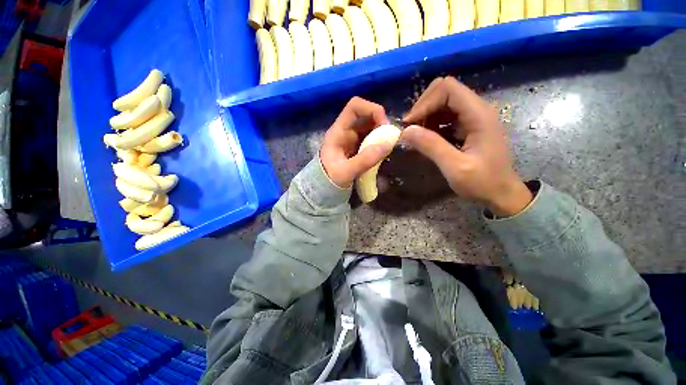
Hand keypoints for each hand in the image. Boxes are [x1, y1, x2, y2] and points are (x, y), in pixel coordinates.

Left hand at [320, 97, 393, 187]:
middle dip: (381, 124)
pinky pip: (372, 141)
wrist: (323, 190)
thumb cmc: (329, 180)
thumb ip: (364, 160)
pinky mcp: (358, 150)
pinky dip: (380, 144)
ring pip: (371, 129)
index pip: (354, 107)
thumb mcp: (345, 172)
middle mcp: (346, 132)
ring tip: (389, 147)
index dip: (371, 109)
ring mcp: (353, 141)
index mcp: (339, 131)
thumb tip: (387, 144)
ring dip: (382, 135)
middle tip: (390, 140)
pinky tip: (384, 154)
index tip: (383, 125)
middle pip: (366, 117)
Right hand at [401, 77, 531, 216]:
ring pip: (443, 104)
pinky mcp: (468, 127)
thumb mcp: (454, 167)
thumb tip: (406, 131)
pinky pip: (445, 117)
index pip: (447, 88)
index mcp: (478, 114)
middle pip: (444, 92)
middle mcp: (477, 110)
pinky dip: (432, 125)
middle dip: (423, 108)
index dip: (425, 103)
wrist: (501, 194)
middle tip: (411, 130)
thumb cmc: (482, 182)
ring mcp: (472, 118)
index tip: (410, 125)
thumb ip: (431, 146)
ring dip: (426, 117)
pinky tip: (427, 140)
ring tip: (417, 137)